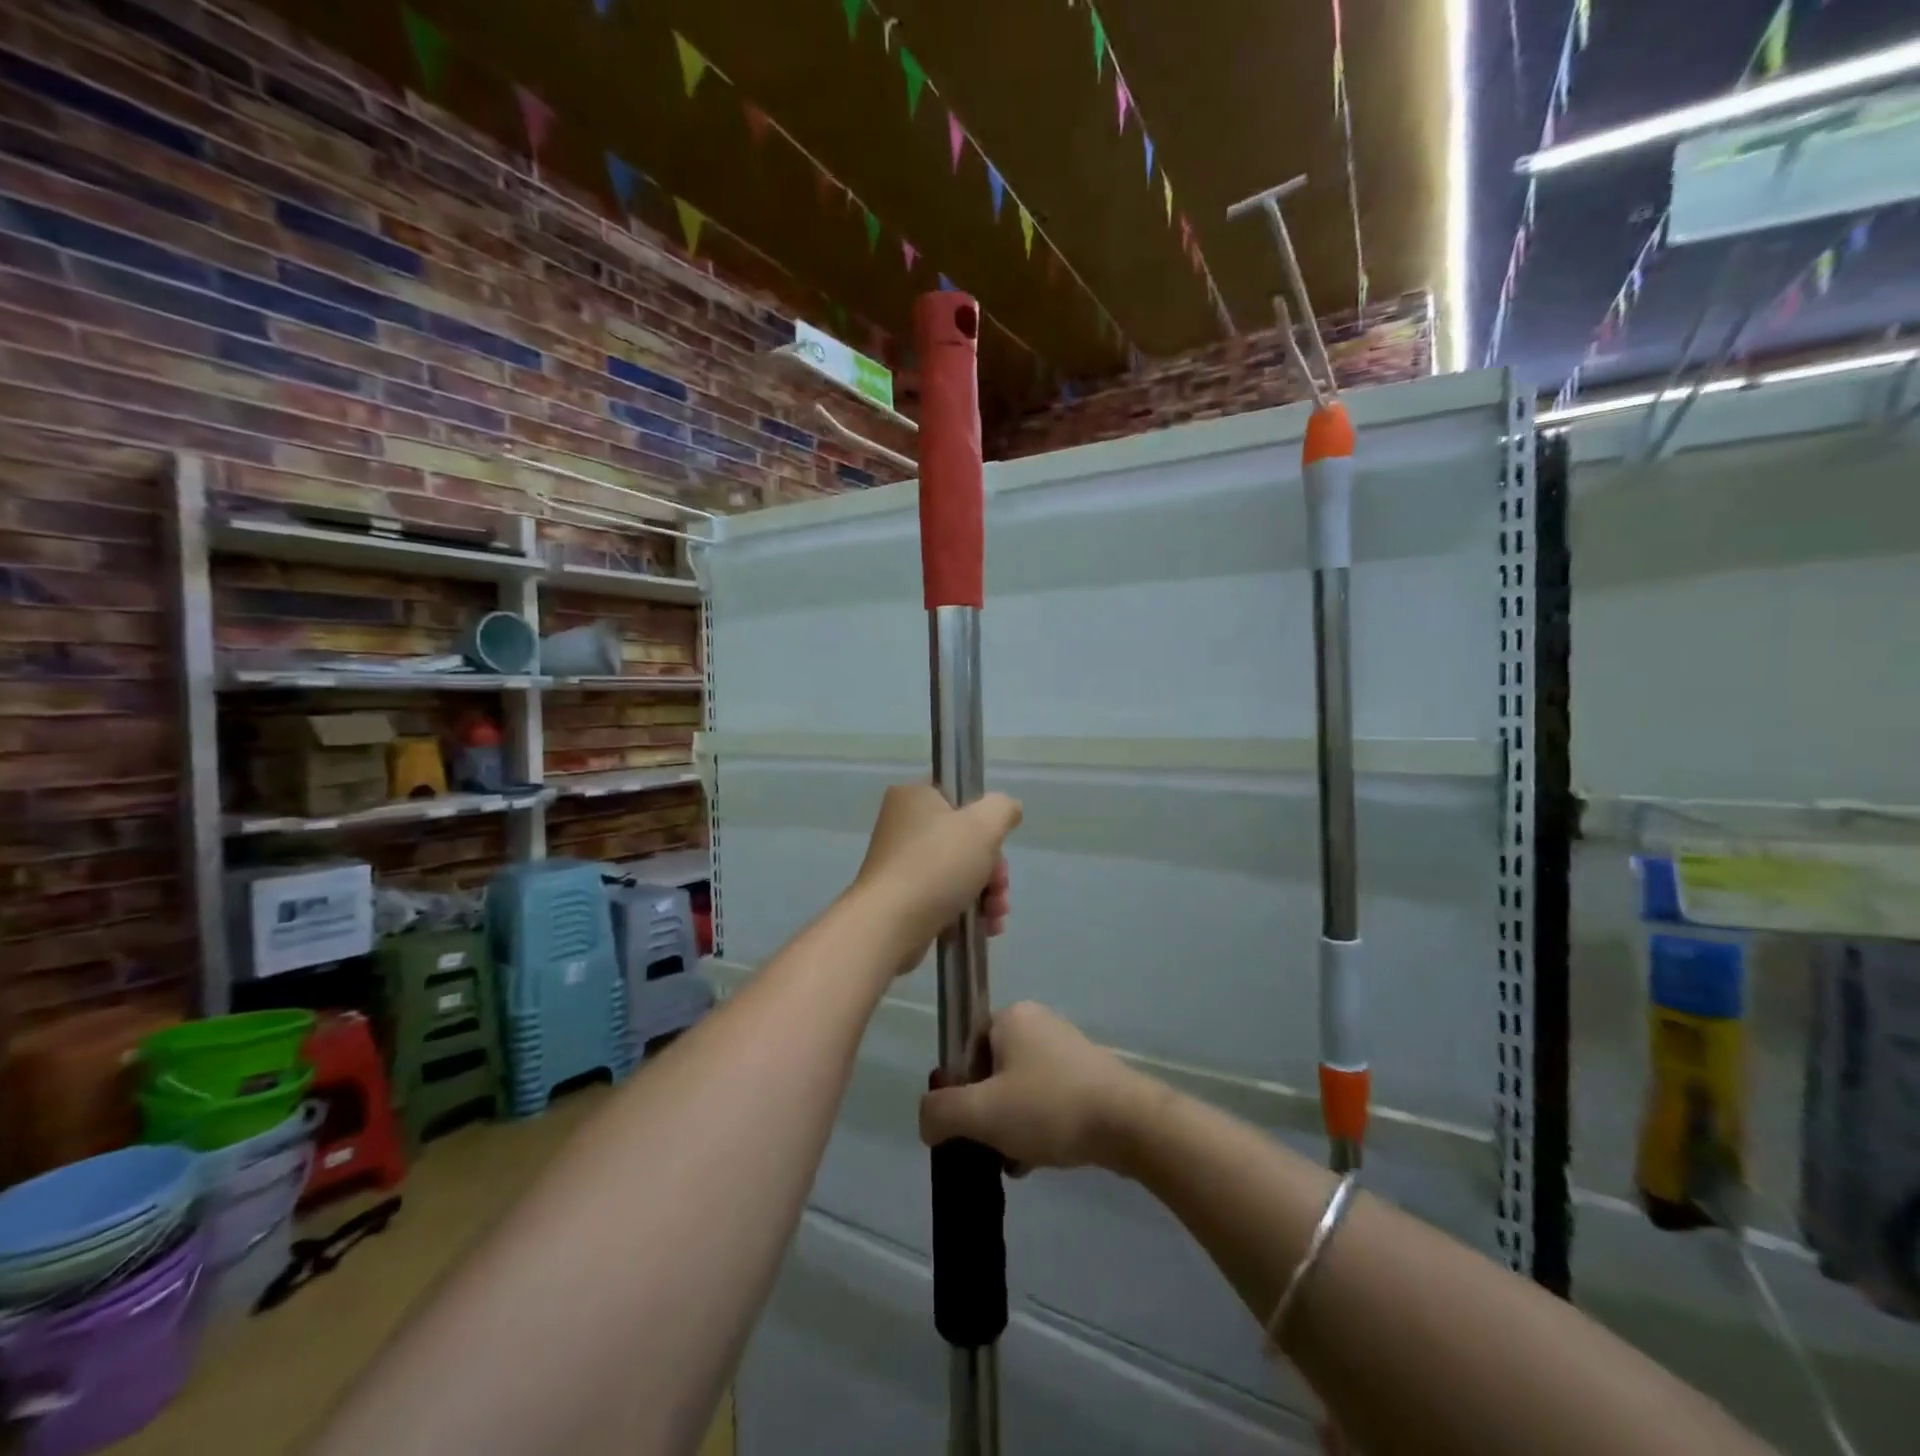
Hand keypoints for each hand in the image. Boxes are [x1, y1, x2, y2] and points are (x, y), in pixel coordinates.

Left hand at [850, 782, 1019, 975]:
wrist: (889, 926)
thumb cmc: (936, 865)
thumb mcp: (984, 825)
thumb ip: (1003, 809)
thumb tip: (1007, 811)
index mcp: (914, 796)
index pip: (958, 793)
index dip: (984, 817)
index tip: (994, 841)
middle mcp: (903, 825)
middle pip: (965, 838)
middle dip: (992, 867)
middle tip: (998, 887)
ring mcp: (902, 863)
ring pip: (960, 870)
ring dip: (987, 892)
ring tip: (995, 914)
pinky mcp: (903, 897)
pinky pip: (945, 896)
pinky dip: (968, 909)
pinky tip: (985, 927)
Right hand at [918, 1002, 1150, 1172]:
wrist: (1129, 1123)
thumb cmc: (1049, 1107)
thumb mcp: (982, 1113)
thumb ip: (941, 1113)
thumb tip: (926, 1120)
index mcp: (1010, 1016)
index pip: (966, 1049)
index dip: (960, 1089)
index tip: (969, 1124)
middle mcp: (1038, 1022)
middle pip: (992, 1072)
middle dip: (988, 1113)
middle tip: (992, 1147)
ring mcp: (1066, 1047)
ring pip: (1020, 1089)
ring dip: (1011, 1126)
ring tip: (1016, 1161)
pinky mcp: (1088, 1073)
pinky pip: (1048, 1098)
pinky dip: (1038, 1126)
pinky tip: (1039, 1159)